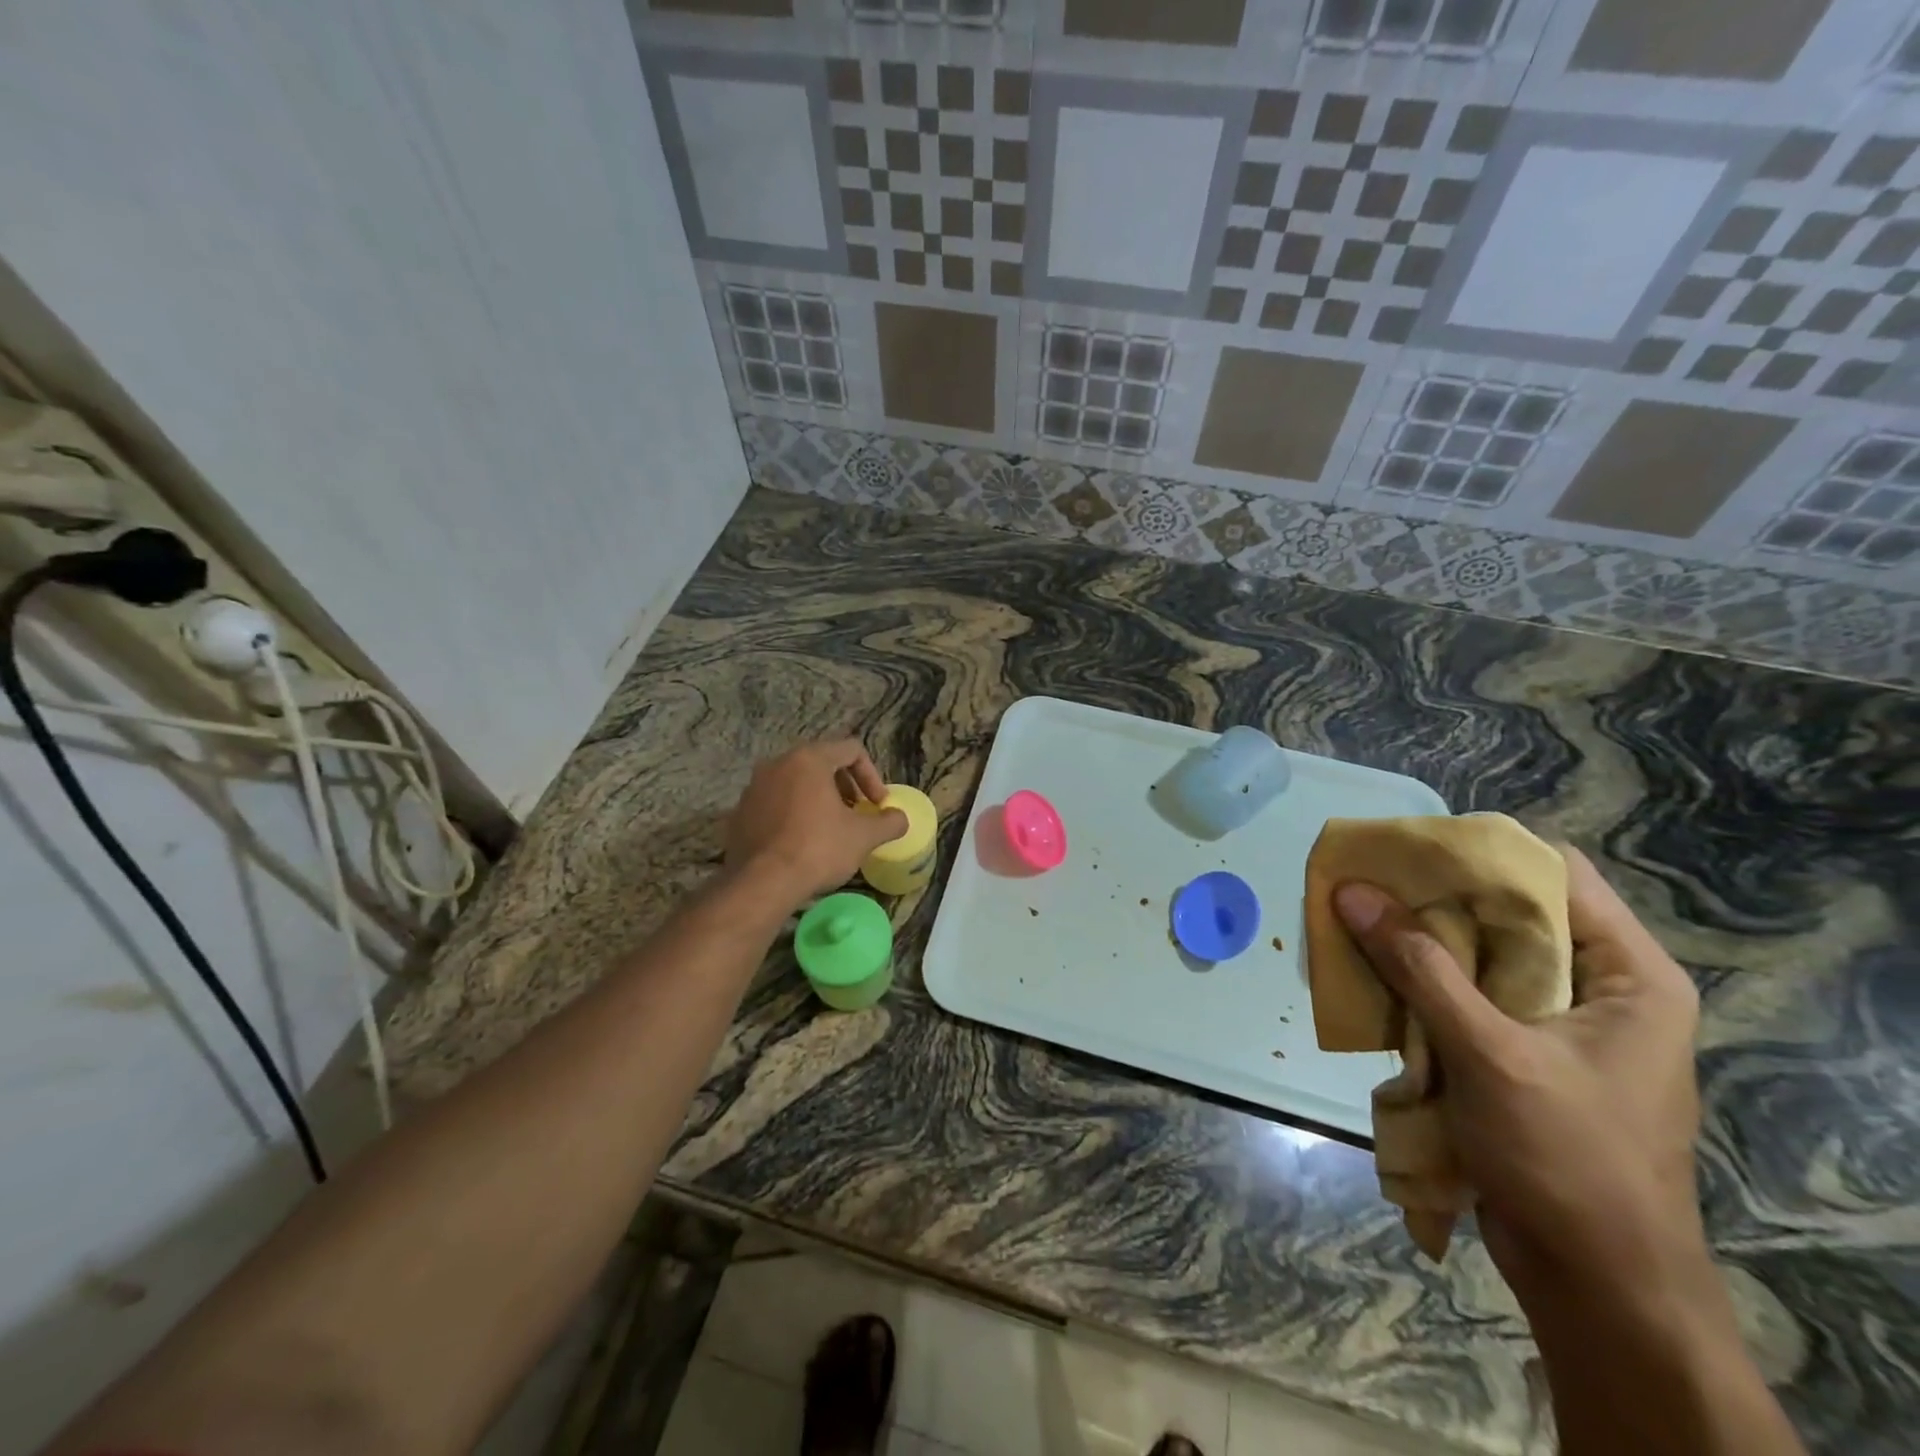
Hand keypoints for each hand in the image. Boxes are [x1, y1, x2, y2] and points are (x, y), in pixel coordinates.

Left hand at [725, 739, 908, 907]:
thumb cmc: (818, 849)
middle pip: (821, 763)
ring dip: (817, 799)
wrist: (762, 884)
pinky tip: (800, 842)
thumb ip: (889, 822)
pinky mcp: (739, 813)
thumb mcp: (864, 836)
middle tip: (856, 812)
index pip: (851, 750)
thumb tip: (899, 818)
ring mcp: (753, 787)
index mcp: (808, 759)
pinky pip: (774, 804)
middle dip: (844, 786)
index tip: (877, 804)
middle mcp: (777, 764)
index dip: (872, 776)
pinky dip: (792, 814)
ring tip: (829, 828)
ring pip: (795, 783)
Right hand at [1333, 848, 1703, 1298]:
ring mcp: (1558, 1023)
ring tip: (1355, 920)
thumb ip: (1418, 966)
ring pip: (1478, 955)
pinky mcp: (1521, 1054)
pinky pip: (1464, 996)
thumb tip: (1350, 892)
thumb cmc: (1567, 1159)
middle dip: (1433, 898)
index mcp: (1628, 974)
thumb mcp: (1490, 1052)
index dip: (1483, 852)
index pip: (1557, 874)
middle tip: (1365, 882)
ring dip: (1417, 942)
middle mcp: (1598, 987)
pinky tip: (1370, 975)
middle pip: (1509, 913)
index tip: (1409, 847)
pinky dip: (1419, 983)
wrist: (1597, 1284)